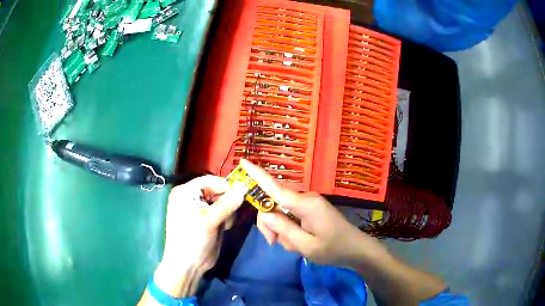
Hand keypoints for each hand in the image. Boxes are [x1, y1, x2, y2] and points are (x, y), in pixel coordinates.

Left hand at [154, 175, 244, 296]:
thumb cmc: (193, 239)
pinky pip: (222, 212)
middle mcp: (192, 197)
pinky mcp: (207, 219)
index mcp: (186, 192)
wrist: (188, 265)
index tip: (243, 193)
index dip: (226, 186)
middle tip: (233, 213)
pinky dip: (226, 218)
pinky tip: (225, 227)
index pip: (210, 180)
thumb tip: (244, 188)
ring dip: (228, 211)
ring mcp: (200, 209)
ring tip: (226, 224)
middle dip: (228, 200)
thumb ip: (227, 203)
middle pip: (217, 190)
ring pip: (222, 201)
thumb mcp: (209, 220)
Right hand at [240, 159, 386, 267]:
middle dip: (269, 223)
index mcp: (305, 204)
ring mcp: (308, 203)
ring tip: (294, 245)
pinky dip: (288, 229)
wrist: (356, 250)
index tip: (242, 161)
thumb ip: (283, 229)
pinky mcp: (309, 209)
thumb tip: (264, 213)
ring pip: (280, 212)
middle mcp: (305, 198)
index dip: (257, 174)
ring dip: (281, 230)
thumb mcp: (306, 245)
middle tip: (274, 243)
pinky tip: (298, 241)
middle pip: (273, 203)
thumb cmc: (333, 249)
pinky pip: (289, 216)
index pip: (275, 187)